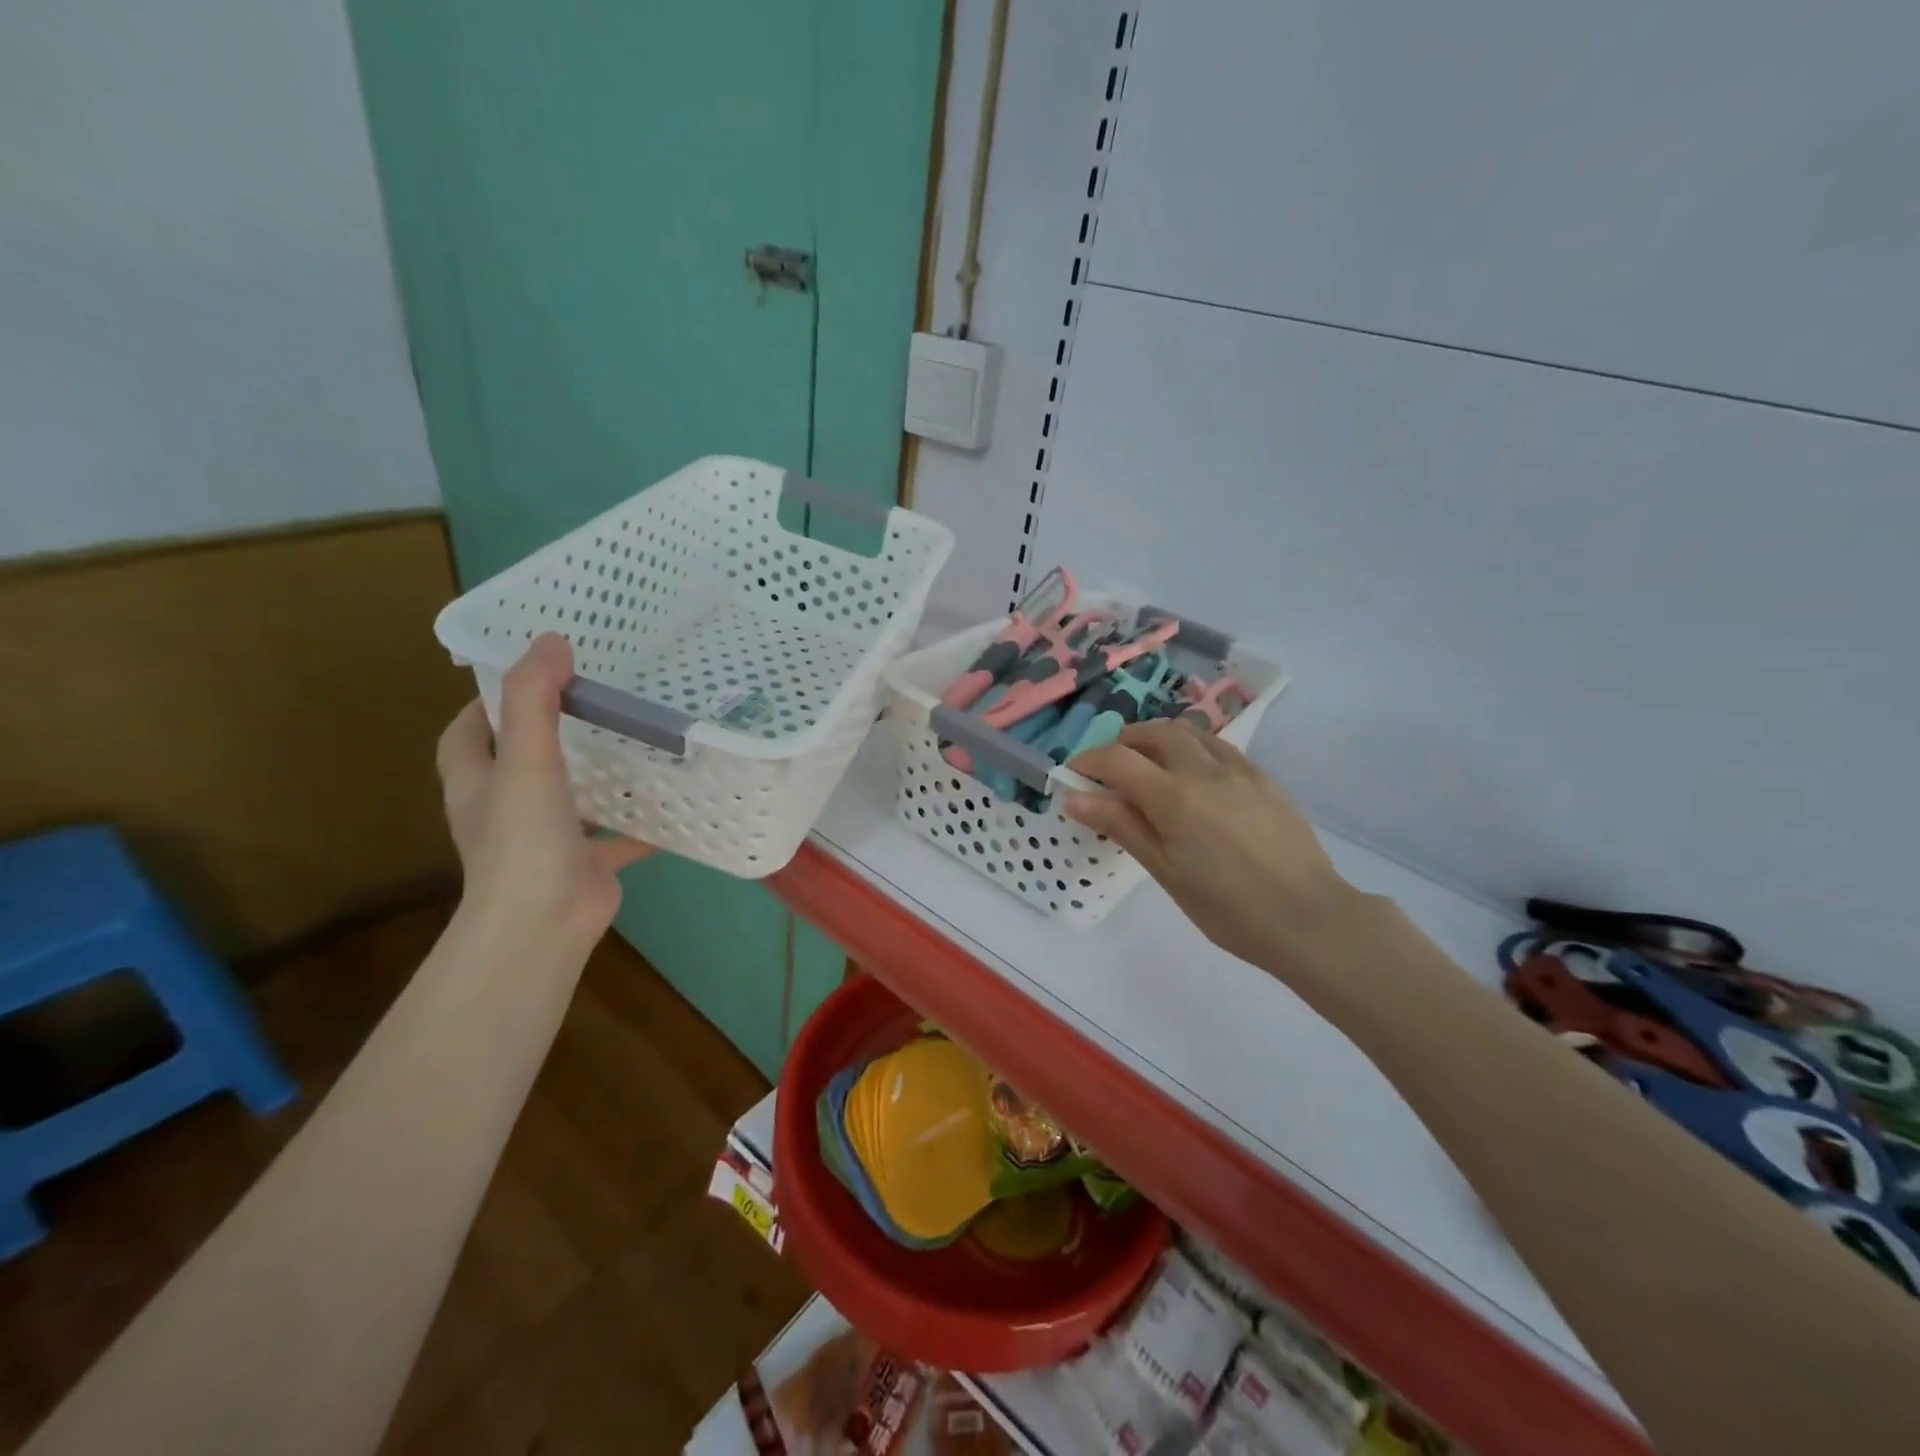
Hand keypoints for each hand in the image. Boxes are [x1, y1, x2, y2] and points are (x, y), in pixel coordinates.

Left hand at [435, 633, 652, 950]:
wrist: (543, 925)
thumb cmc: (524, 840)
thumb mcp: (526, 760)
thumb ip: (534, 699)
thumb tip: (551, 641)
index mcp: (477, 782)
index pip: (468, 731)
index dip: (489, 701)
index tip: (533, 675)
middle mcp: (505, 808)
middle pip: (522, 759)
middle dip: (553, 730)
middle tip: (598, 698)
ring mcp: (545, 838)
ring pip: (571, 795)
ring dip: (596, 773)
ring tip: (636, 739)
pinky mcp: (583, 862)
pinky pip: (613, 834)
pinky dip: (636, 822)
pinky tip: (670, 803)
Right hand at [1064, 720, 1364, 975]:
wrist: (1309, 917)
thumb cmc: (1228, 908)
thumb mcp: (1166, 871)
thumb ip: (1122, 826)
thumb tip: (1075, 797)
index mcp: (1173, 796)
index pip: (1117, 759)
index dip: (1088, 762)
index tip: (1074, 776)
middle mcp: (1203, 769)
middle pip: (1152, 733)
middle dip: (1123, 743)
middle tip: (1110, 771)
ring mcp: (1237, 769)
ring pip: (1187, 732)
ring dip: (1157, 739)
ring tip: (1148, 766)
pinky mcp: (1262, 777)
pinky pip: (1217, 746)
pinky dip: (1191, 748)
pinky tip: (1192, 776)